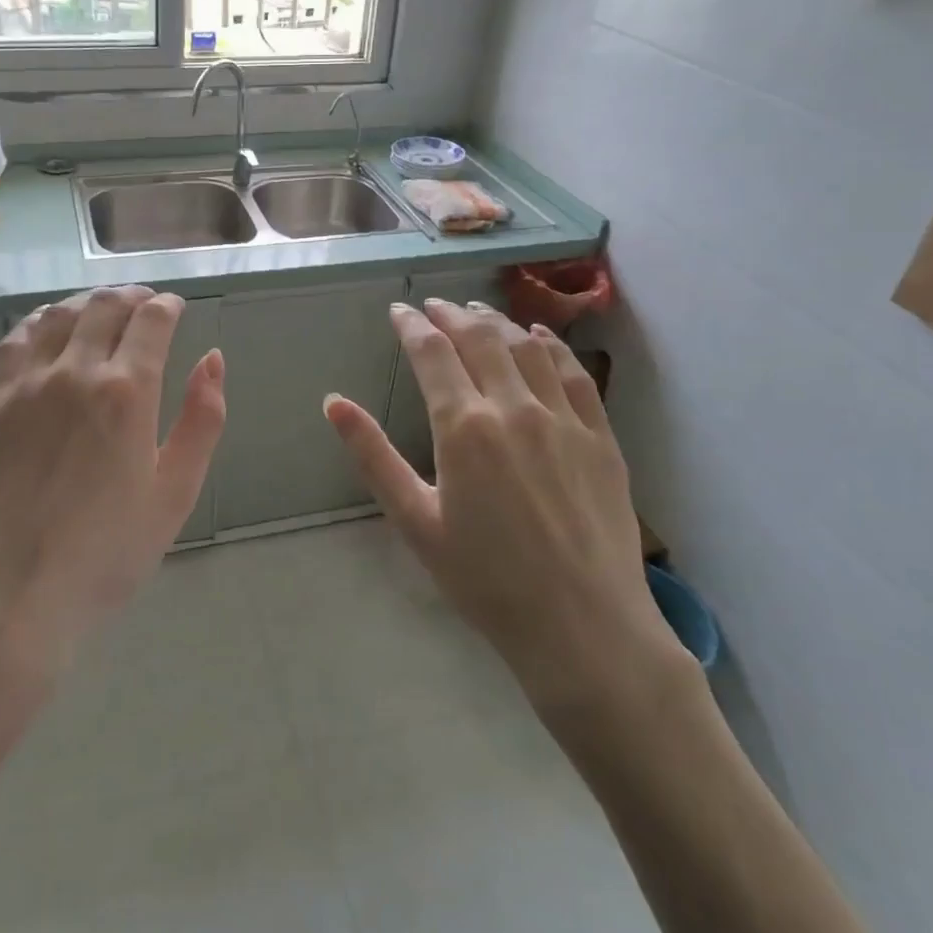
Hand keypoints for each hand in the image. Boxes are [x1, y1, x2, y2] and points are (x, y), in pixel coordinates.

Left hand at [0, 287, 225, 678]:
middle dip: (133, 296)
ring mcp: (26, 382)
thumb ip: (203, 419)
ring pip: (61, 313)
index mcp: (128, 391)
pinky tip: (50, 327)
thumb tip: (213, 358)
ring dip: (90, 301)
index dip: (169, 305)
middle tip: (146, 304)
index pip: (152, 320)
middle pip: (106, 306)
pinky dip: (41, 320)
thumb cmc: (108, 550)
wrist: (13, 592)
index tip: (177, 308)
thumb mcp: (177, 491)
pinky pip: (16, 338)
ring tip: (104, 309)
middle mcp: (76, 371)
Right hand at [324, 300, 685, 710]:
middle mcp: (514, 407)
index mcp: (464, 427)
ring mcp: (563, 418)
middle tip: (434, 306)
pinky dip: (550, 346)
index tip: (399, 311)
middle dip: (451, 314)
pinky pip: (573, 373)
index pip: (432, 354)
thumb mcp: (415, 520)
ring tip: (477, 311)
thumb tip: (333, 402)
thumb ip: (373, 456)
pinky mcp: (600, 435)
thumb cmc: (486, 580)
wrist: (583, 626)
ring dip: (496, 322)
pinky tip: (538, 336)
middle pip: (479, 338)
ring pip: (525, 347)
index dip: (412, 326)